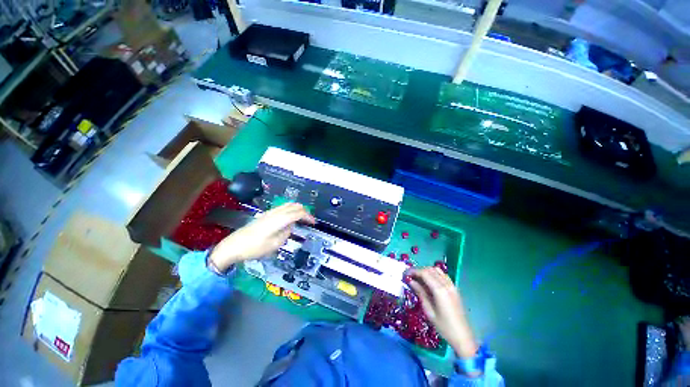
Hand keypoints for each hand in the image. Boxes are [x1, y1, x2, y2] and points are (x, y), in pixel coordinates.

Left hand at [209, 203, 314, 271]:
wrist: (233, 245)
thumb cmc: (255, 248)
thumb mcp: (274, 244)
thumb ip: (286, 233)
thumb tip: (290, 226)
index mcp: (279, 220)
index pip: (298, 213)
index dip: (308, 216)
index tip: (314, 223)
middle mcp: (275, 213)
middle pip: (294, 206)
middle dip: (304, 211)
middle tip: (309, 220)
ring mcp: (269, 212)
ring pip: (288, 205)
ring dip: (297, 209)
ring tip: (302, 217)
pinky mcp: (265, 214)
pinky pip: (282, 207)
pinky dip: (290, 209)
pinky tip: (290, 217)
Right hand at [407, 267, 477, 357]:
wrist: (463, 337)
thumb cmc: (444, 327)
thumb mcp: (429, 311)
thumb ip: (420, 293)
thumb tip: (410, 281)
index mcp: (440, 290)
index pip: (424, 273)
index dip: (413, 271)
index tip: (405, 274)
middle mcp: (446, 284)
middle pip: (430, 270)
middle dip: (418, 270)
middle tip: (409, 276)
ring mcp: (452, 286)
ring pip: (436, 270)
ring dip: (426, 271)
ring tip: (418, 278)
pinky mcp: (454, 288)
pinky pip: (442, 275)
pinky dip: (434, 274)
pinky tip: (429, 281)